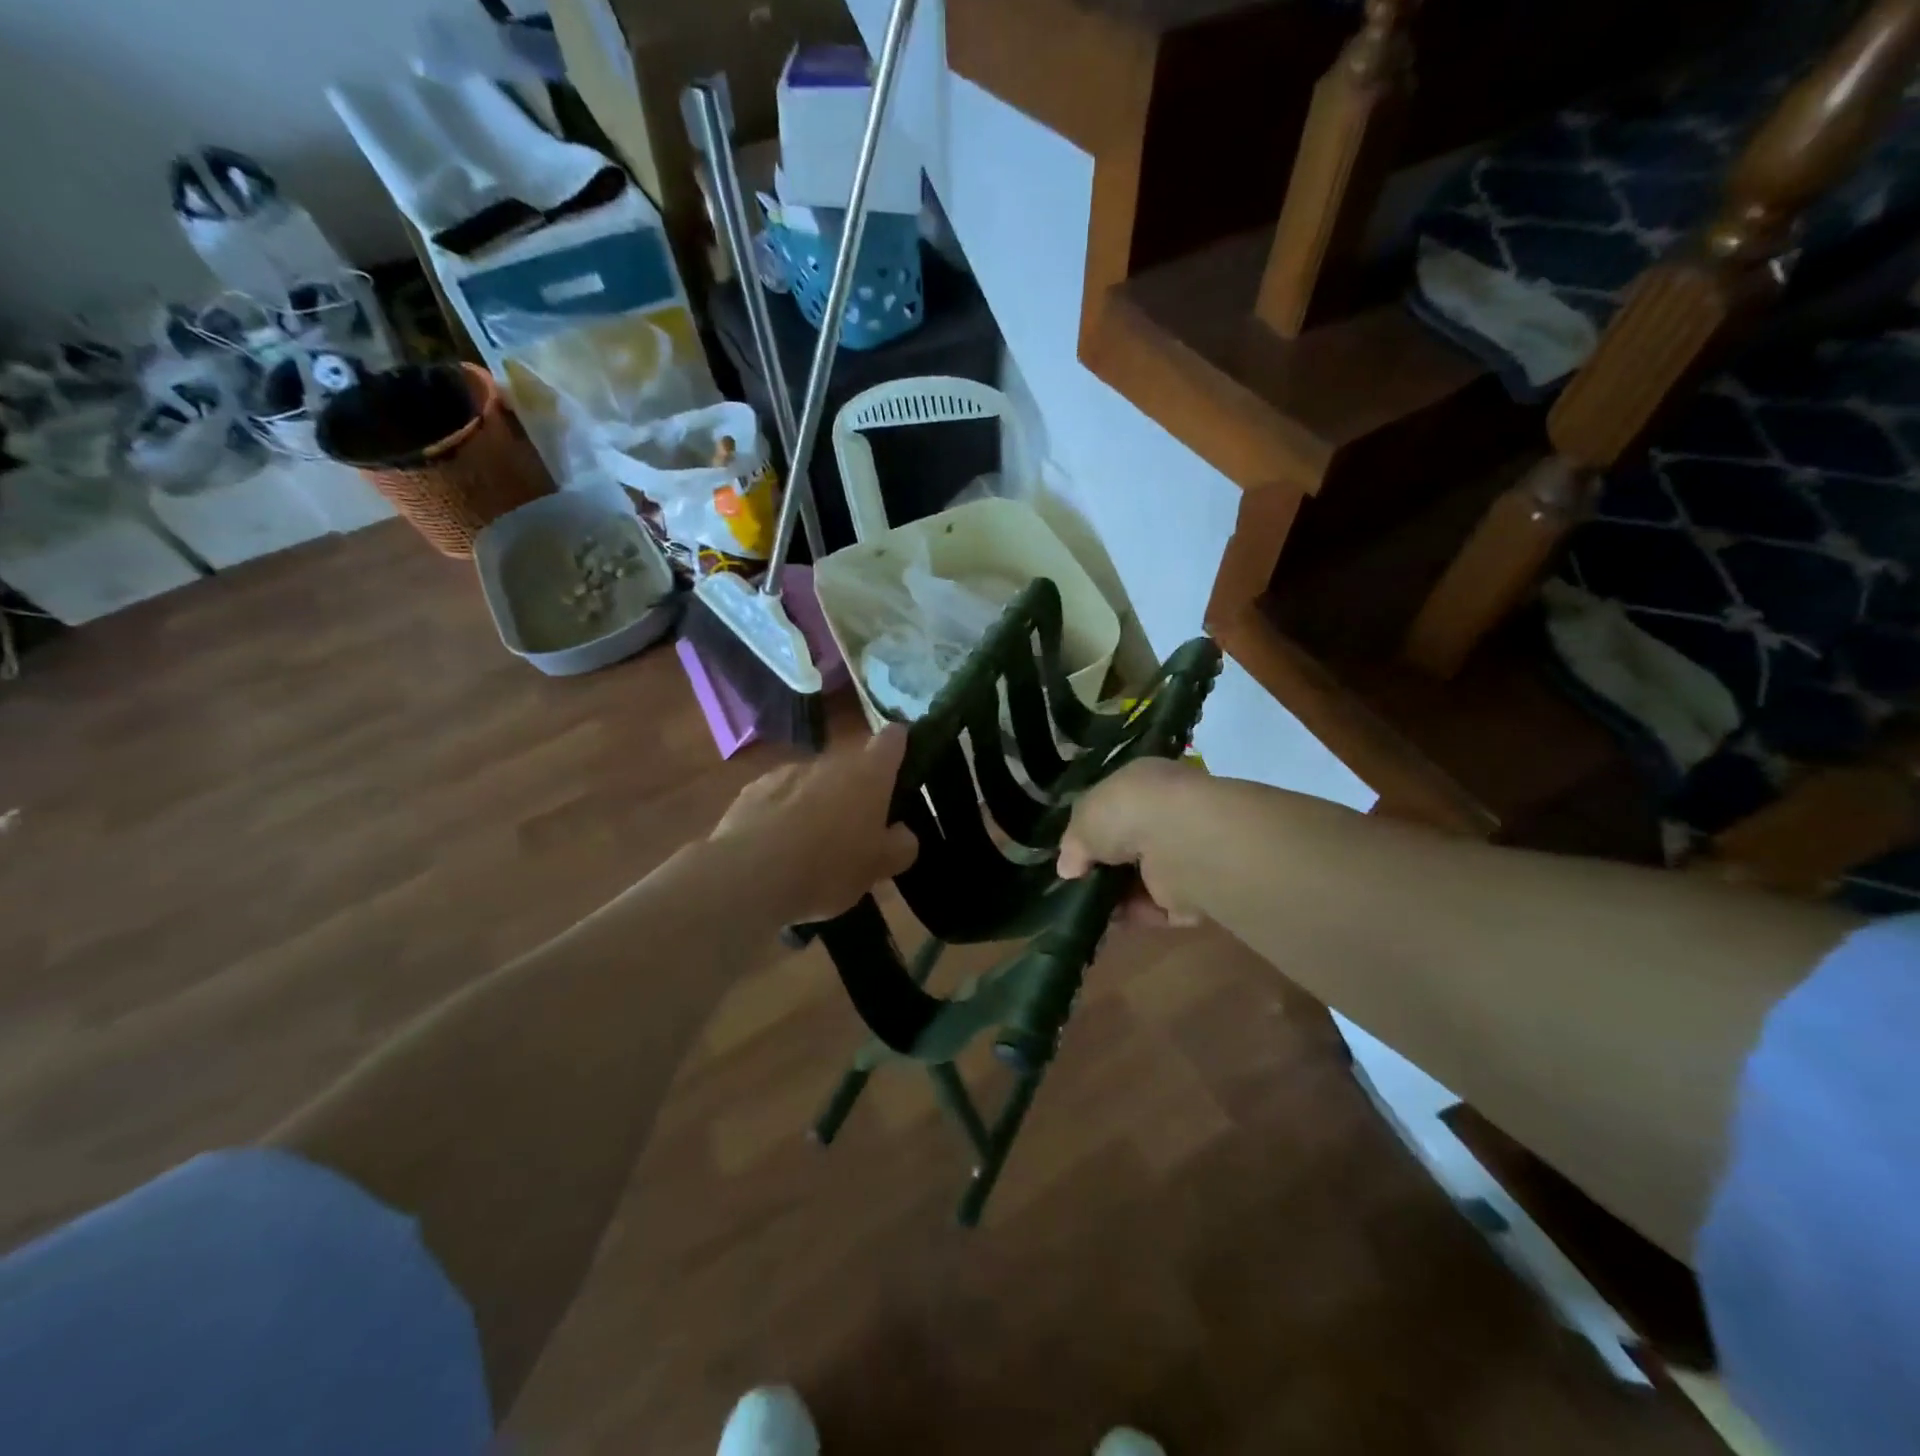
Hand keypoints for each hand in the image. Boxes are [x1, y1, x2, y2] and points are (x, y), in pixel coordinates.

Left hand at [710, 727, 918, 921]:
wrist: (748, 876)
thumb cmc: (828, 867)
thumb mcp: (878, 867)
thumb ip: (900, 845)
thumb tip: (902, 832)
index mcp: (868, 775)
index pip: (893, 740)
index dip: (900, 746)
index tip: (902, 765)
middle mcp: (829, 762)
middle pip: (851, 766)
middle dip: (855, 791)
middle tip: (856, 830)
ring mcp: (787, 772)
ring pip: (813, 782)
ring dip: (817, 802)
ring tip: (812, 845)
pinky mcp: (752, 790)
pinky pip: (779, 798)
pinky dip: (783, 814)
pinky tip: (778, 848)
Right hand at [1057, 758, 1207, 926]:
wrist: (1181, 841)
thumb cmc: (1127, 812)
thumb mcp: (1084, 816)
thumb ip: (1074, 841)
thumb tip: (1068, 868)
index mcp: (1144, 785)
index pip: (1115, 807)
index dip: (1092, 830)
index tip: (1072, 853)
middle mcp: (1166, 815)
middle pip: (1128, 846)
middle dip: (1103, 866)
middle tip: (1077, 884)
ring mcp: (1182, 855)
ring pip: (1142, 878)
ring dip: (1117, 894)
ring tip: (1086, 907)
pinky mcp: (1194, 893)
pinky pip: (1158, 907)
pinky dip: (1136, 915)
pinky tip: (1111, 921)